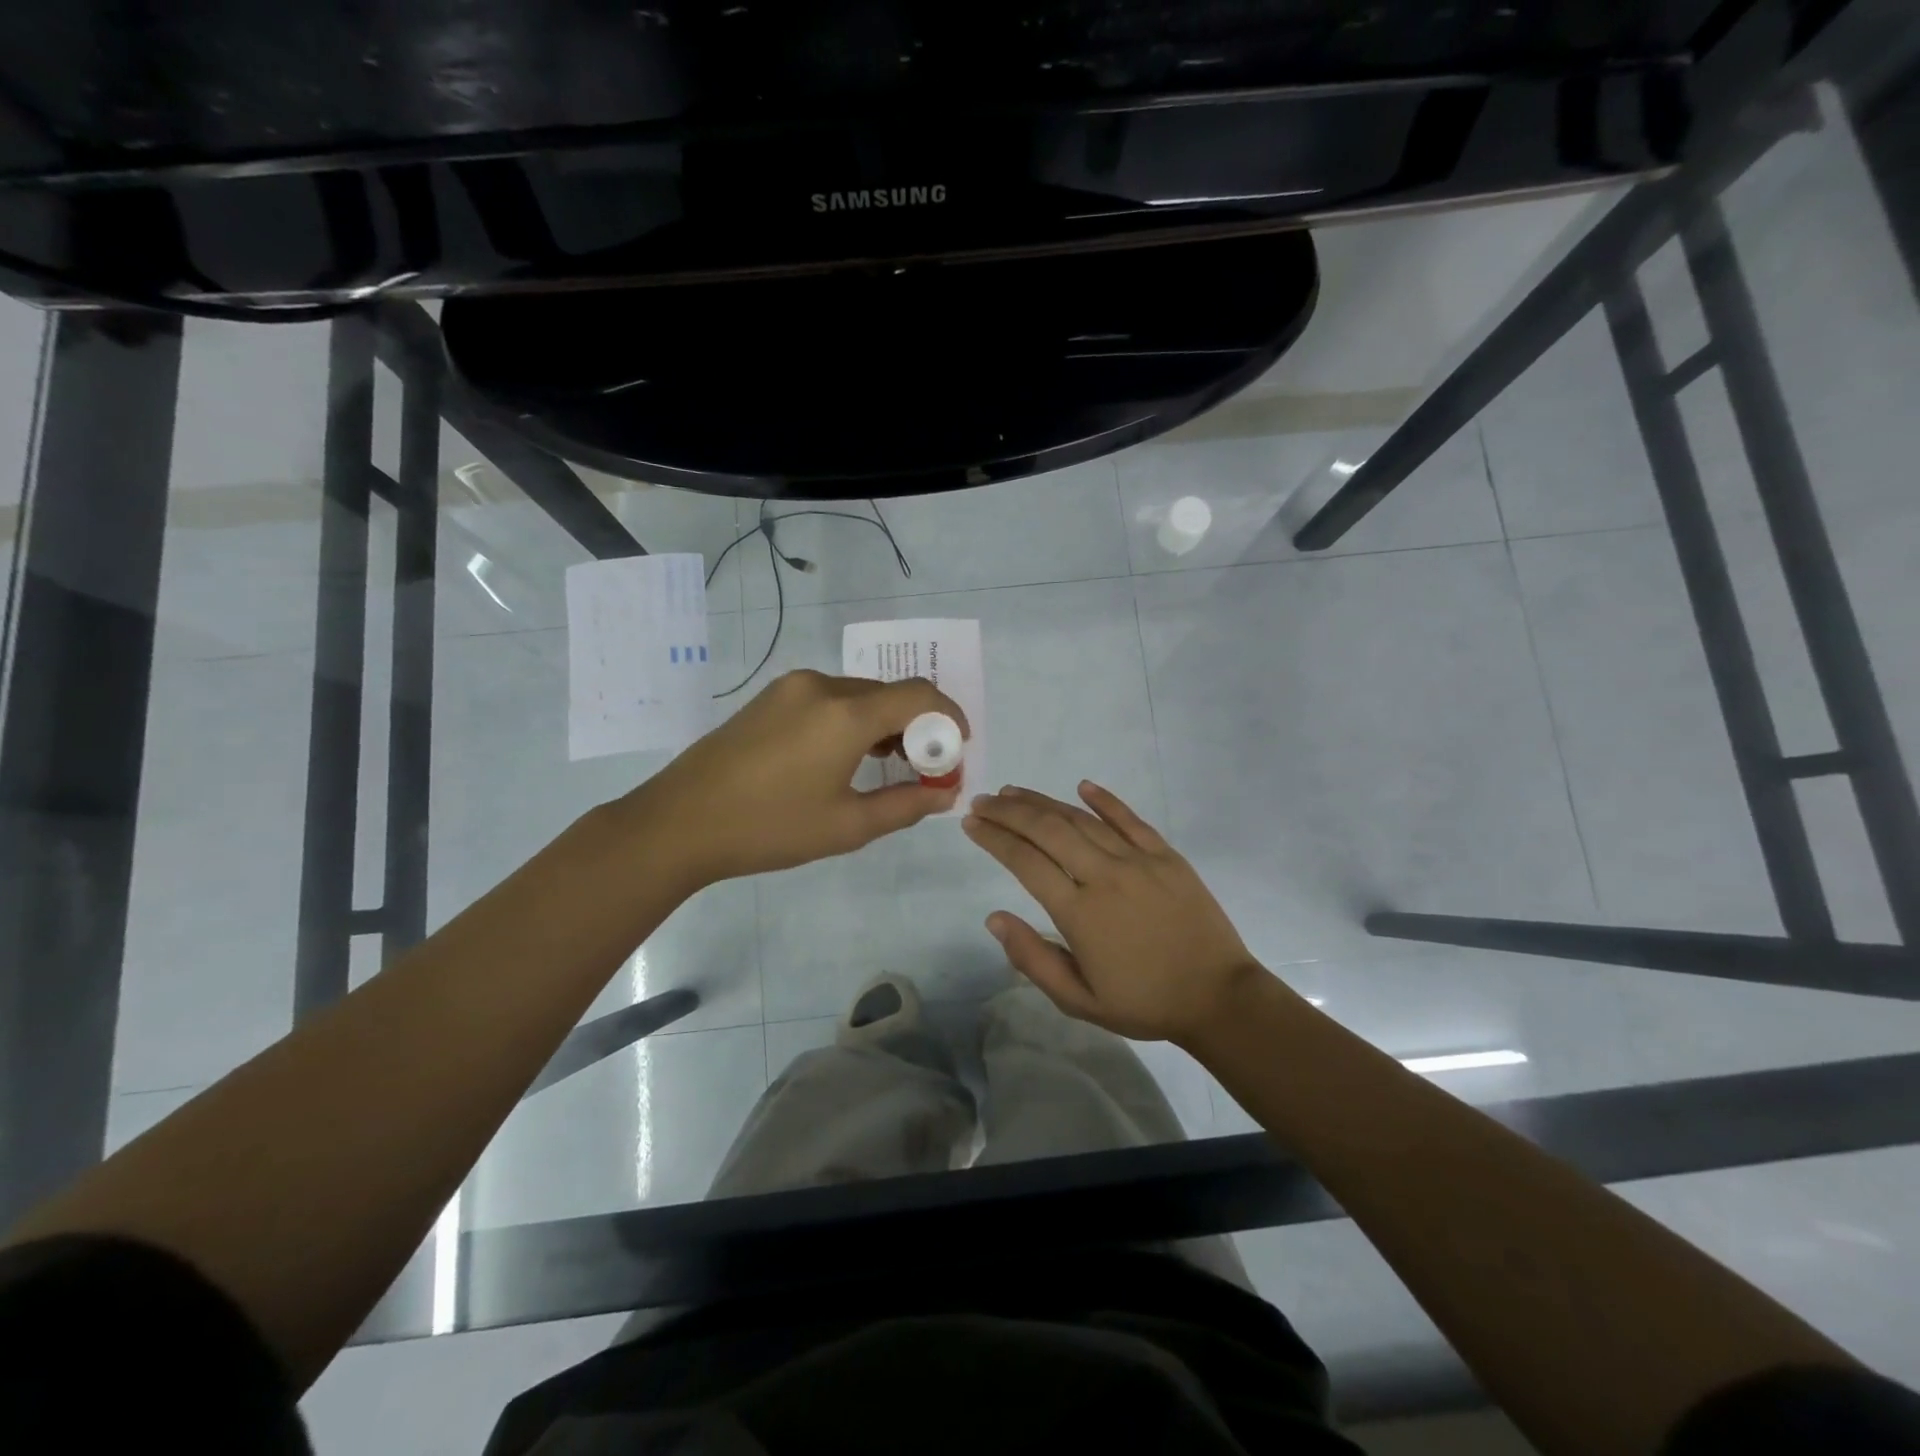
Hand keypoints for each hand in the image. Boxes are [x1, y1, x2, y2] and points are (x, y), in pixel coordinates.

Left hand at [634, 669, 968, 887]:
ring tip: (886, 766)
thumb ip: (906, 805)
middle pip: (890, 693)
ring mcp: (791, 688)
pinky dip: (852, 719)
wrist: (679, 823)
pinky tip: (844, 756)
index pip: (919, 695)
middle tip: (923, 769)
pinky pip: (828, 698)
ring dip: (884, 722)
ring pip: (859, 694)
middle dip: (917, 726)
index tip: (958, 748)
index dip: (949, 717)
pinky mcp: (769, 697)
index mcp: (845, 713)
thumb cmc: (769, 828)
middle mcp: (821, 686)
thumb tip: (944, 794)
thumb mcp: (847, 826)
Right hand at [963, 782, 1262, 1043]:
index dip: (994, 839)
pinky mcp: (1166, 856)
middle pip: (1048, 830)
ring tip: (1015, 793)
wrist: (1218, 997)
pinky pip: (1130, 820)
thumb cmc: (1143, 1002)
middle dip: (1010, 812)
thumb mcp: (1078, 1000)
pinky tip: (1082, 786)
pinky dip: (1105, 800)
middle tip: (983, 801)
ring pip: (1083, 820)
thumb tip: (994, 917)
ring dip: (1044, 803)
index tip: (971, 824)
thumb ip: (1033, 958)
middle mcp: (1105, 876)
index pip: (1025, 862)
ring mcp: (1139, 861)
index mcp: (1080, 913)